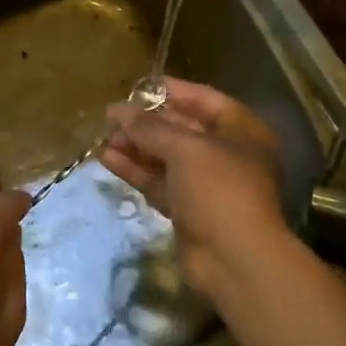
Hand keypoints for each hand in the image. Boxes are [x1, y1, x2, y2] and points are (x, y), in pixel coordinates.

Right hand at [100, 78, 290, 299]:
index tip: (141, 86)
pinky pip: (159, 182)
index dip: (174, 91)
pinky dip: (137, 170)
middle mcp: (227, 155)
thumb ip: (150, 127)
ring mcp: (207, 185)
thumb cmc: (218, 189)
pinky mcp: (188, 210)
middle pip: (183, 129)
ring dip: (137, 146)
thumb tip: (117, 110)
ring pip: (167, 158)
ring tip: (104, 137)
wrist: (234, 260)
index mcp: (242, 132)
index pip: (205, 100)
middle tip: (112, 115)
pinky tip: (108, 159)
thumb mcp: (184, 149)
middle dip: (147, 122)